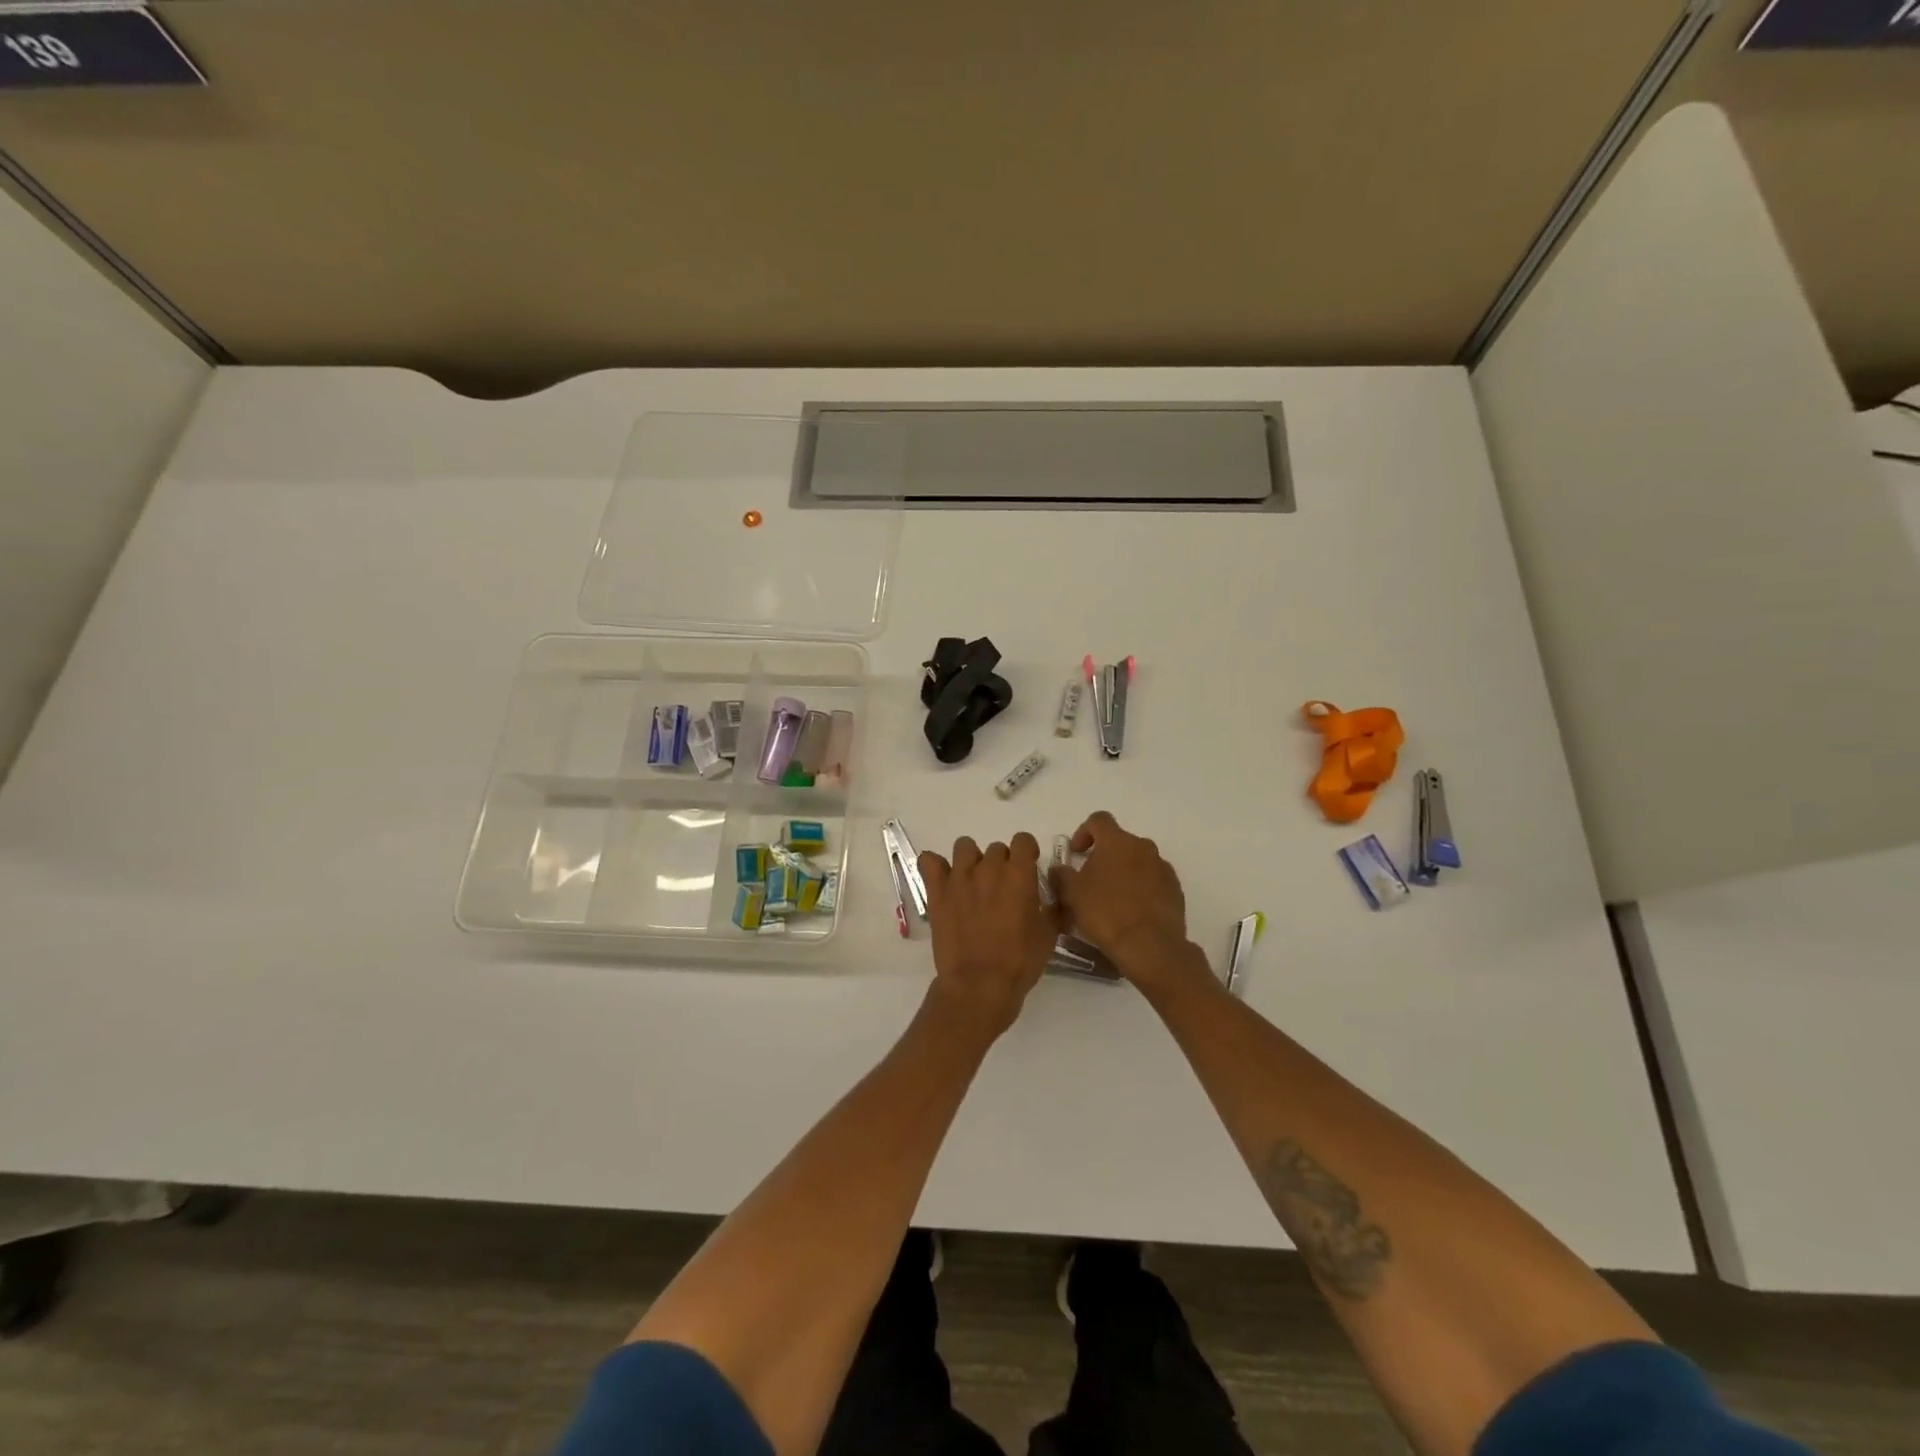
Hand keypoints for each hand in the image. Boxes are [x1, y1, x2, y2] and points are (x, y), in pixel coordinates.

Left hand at [918, 833, 1059, 1036]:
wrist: (979, 984)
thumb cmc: (1019, 962)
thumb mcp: (1049, 935)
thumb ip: (1054, 908)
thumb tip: (1056, 895)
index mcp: (1019, 874)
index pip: (1023, 840)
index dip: (1027, 852)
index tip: (1027, 868)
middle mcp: (989, 868)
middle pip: (996, 848)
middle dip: (1001, 864)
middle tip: (1001, 890)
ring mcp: (959, 877)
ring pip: (964, 848)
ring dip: (971, 861)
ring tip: (973, 884)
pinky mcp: (937, 891)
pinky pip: (929, 862)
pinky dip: (935, 867)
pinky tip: (943, 882)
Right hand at [1051, 812, 1200, 989]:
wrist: (1150, 945)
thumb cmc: (1105, 913)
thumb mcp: (1072, 894)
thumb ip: (1062, 875)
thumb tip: (1060, 868)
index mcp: (1116, 841)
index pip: (1098, 820)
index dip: (1084, 832)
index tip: (1076, 853)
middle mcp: (1143, 847)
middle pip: (1120, 841)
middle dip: (1104, 855)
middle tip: (1091, 880)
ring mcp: (1162, 867)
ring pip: (1138, 861)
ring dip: (1124, 871)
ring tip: (1113, 898)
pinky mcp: (1175, 889)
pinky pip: (1154, 880)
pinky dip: (1142, 888)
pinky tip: (1132, 910)